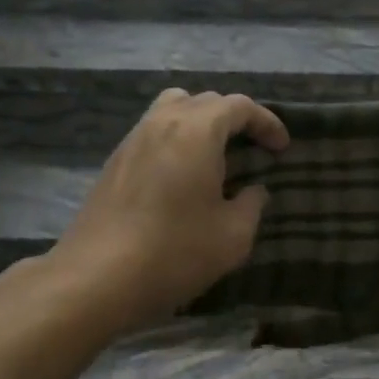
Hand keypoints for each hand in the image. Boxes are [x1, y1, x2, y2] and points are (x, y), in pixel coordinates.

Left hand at [47, 89, 289, 333]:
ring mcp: (133, 139)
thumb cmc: (174, 252)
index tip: (282, 148)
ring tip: (217, 154)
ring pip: (173, 109)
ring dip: (201, 123)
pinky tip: (182, 175)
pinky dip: (177, 139)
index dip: (267, 122)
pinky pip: (153, 132)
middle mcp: (162, 122)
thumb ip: (251, 206)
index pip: (239, 106)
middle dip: (235, 119)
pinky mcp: (114, 161)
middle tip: (254, 149)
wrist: (96, 277)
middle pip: (205, 100)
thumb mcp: (233, 236)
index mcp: (197, 130)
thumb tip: (253, 190)